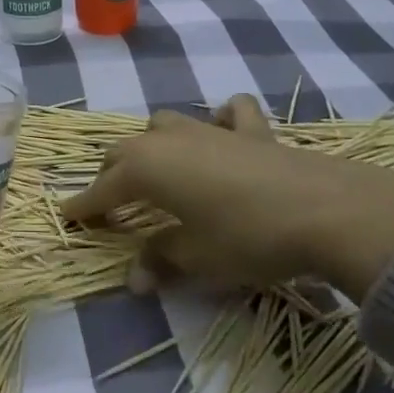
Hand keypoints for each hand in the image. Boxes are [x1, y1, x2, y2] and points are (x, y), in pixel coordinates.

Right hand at [60, 94, 393, 301]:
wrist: (326, 210)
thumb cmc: (248, 237)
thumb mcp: (198, 258)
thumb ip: (160, 260)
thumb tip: (134, 279)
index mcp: (147, 168)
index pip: (102, 189)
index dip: (84, 206)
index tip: (67, 217)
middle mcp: (169, 140)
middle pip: (125, 151)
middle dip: (111, 175)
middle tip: (111, 204)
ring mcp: (210, 129)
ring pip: (164, 123)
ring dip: (153, 145)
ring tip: (158, 168)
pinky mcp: (251, 130)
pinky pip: (228, 113)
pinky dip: (220, 119)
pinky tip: (223, 133)